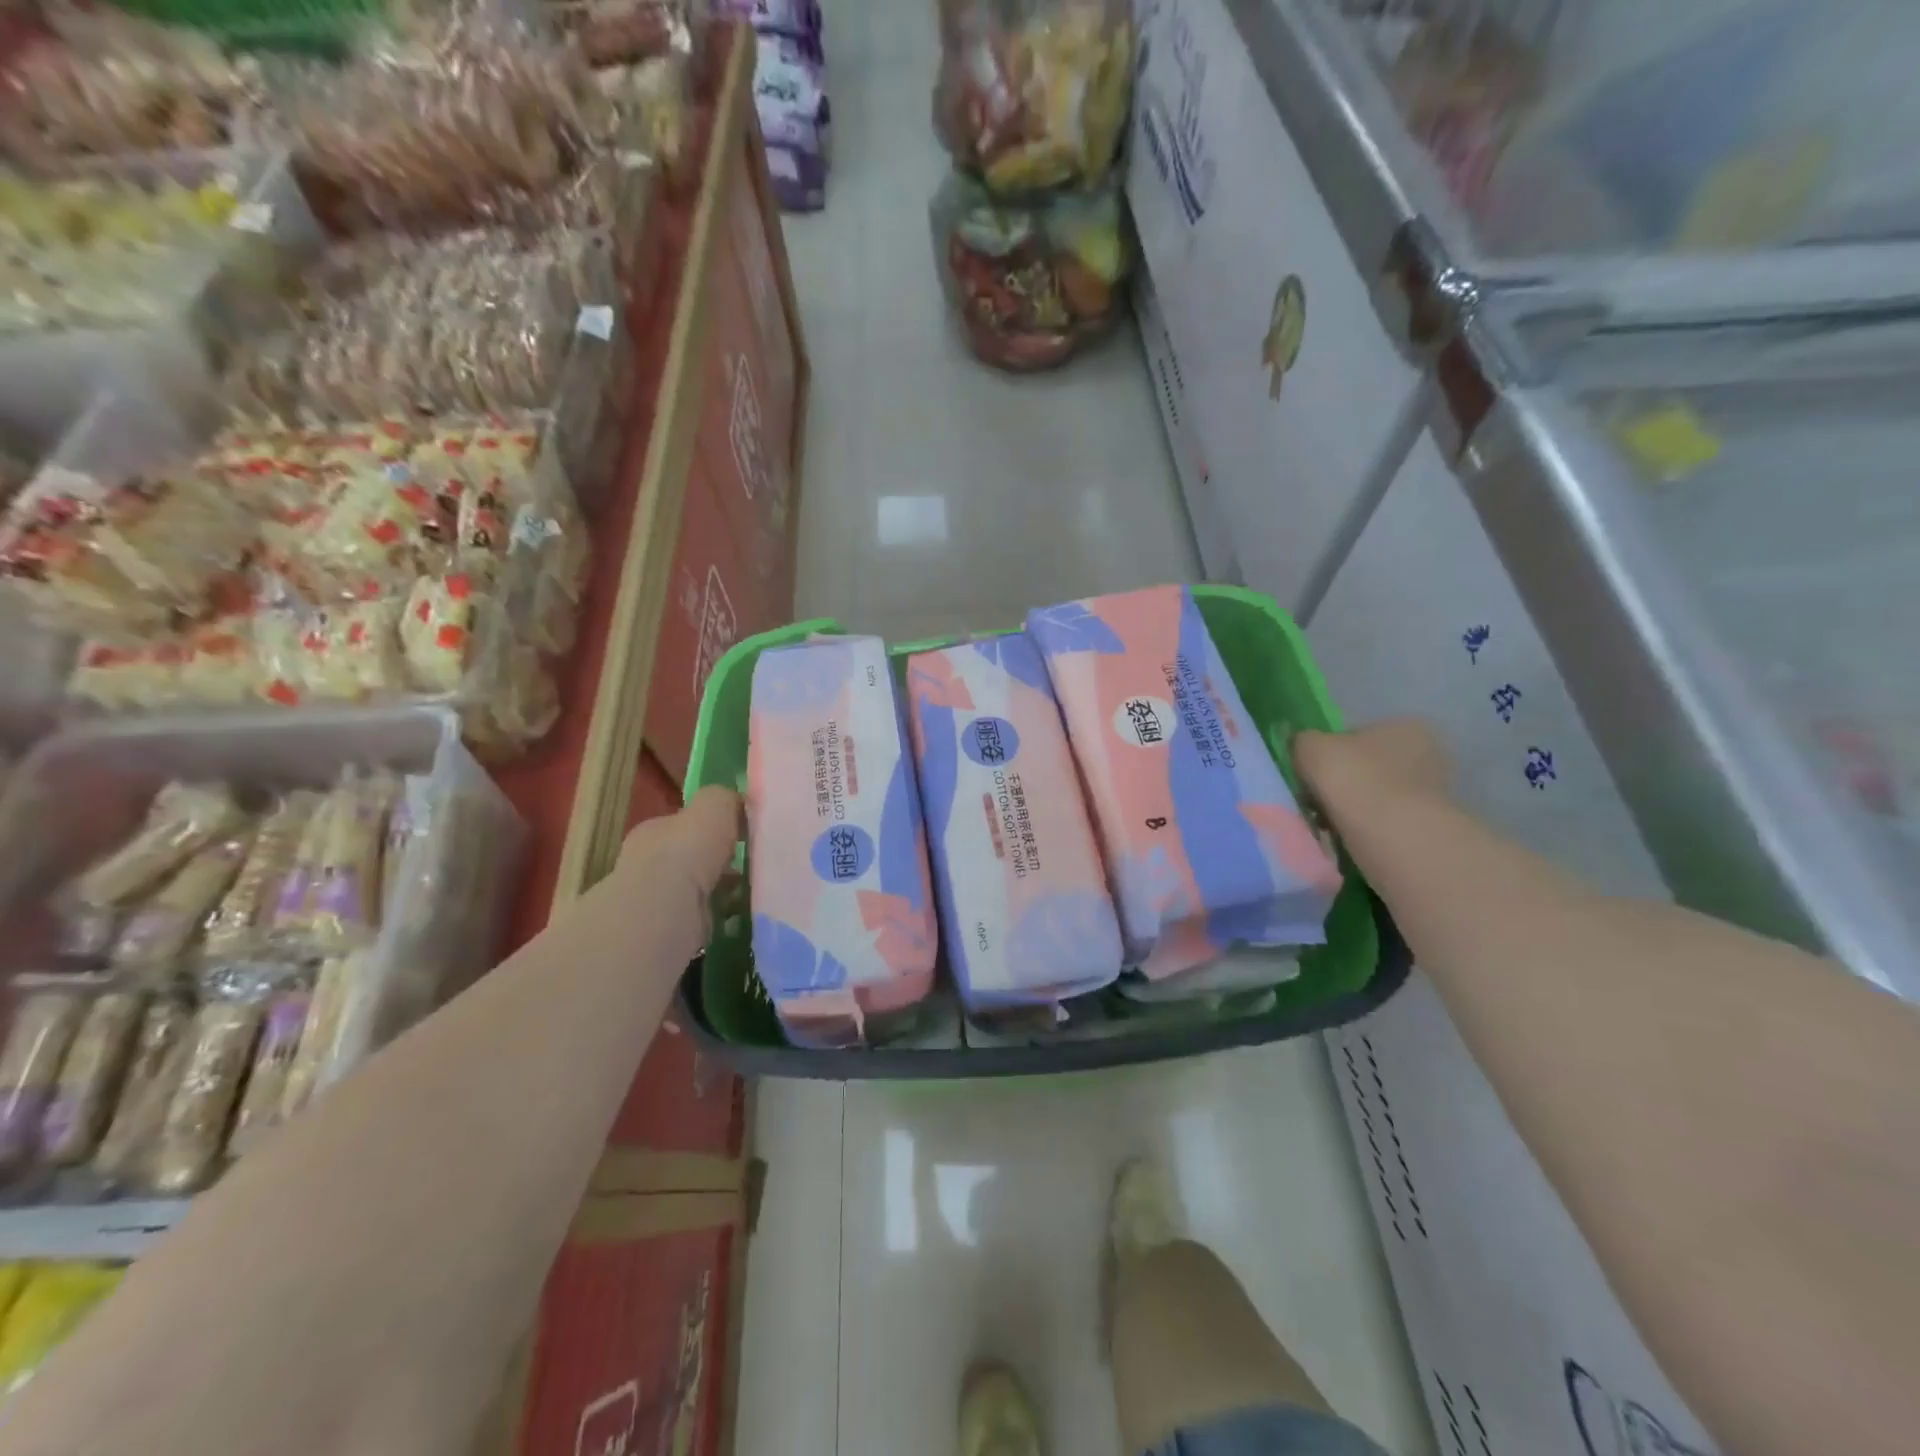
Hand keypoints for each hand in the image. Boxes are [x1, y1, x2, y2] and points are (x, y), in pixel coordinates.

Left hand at [616, 785, 741, 960]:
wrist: (663, 910)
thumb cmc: (686, 851)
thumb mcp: (713, 806)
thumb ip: (725, 800)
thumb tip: (738, 802)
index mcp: (654, 832)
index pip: (683, 825)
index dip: (711, 828)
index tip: (741, 836)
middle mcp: (647, 865)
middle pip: (688, 860)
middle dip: (716, 864)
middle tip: (750, 867)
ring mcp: (653, 902)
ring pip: (695, 892)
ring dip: (719, 893)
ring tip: (753, 895)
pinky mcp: (666, 934)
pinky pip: (701, 921)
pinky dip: (720, 920)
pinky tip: (741, 919)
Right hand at [1294, 720, 1452, 821]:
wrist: (1392, 836)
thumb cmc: (1354, 779)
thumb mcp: (1310, 747)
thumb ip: (1302, 741)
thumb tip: (1301, 747)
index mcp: (1404, 727)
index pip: (1357, 735)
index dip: (1329, 754)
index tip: (1311, 775)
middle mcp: (1428, 754)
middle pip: (1368, 766)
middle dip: (1343, 783)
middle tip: (1316, 801)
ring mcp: (1433, 793)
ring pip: (1376, 796)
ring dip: (1353, 808)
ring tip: (1328, 824)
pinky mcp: (1430, 827)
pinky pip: (1386, 822)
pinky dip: (1366, 829)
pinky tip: (1349, 838)